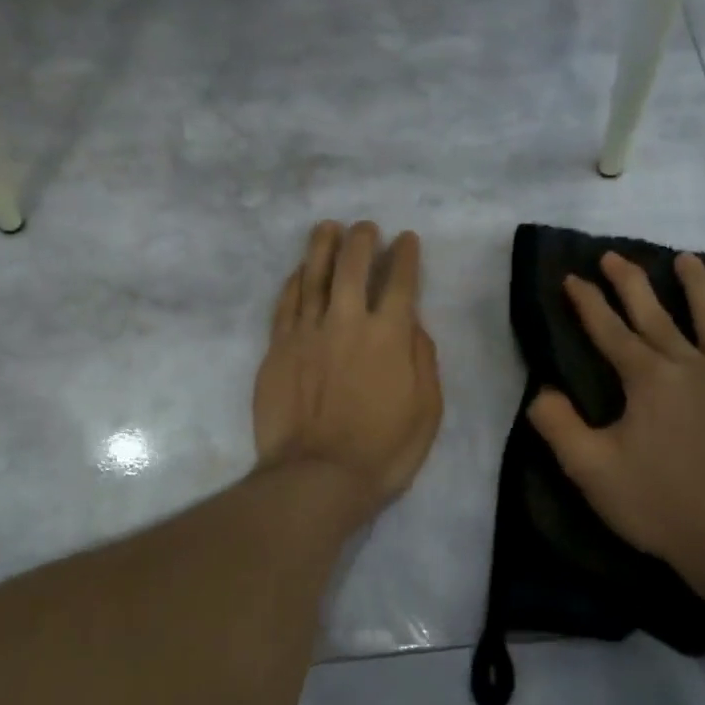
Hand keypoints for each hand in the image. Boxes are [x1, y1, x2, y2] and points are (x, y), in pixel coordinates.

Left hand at [254, 221, 443, 522]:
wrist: (316, 477)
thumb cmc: (382, 450)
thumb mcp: (427, 410)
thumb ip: (423, 360)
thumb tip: (413, 324)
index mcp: (389, 335)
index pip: (399, 281)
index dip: (404, 256)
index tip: (405, 239)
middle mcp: (346, 321)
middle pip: (352, 266)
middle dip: (361, 240)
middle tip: (365, 228)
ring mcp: (307, 332)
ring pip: (313, 275)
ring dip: (322, 246)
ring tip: (328, 227)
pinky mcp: (278, 348)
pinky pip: (286, 303)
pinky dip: (294, 281)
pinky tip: (299, 270)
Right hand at [527, 251, 704, 578]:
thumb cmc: (657, 504)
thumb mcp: (590, 470)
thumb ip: (558, 425)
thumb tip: (541, 391)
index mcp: (648, 380)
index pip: (609, 330)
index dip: (587, 303)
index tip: (572, 278)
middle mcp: (691, 366)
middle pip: (656, 315)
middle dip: (630, 282)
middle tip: (614, 256)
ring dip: (698, 286)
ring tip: (685, 259)